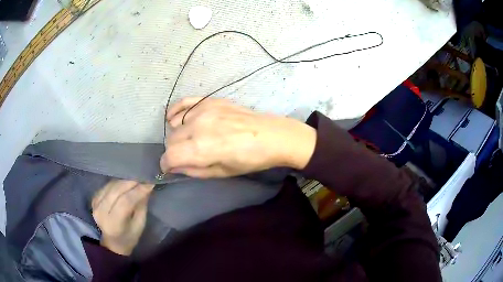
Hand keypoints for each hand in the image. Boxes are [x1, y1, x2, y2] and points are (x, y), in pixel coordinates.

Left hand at [91, 180, 153, 255]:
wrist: (112, 242)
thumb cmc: (129, 237)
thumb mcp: (139, 225)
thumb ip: (141, 206)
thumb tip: (147, 186)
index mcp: (114, 224)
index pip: (125, 202)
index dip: (138, 191)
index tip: (150, 183)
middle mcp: (101, 212)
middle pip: (116, 190)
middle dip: (131, 182)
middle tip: (143, 177)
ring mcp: (95, 205)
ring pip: (111, 185)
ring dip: (124, 180)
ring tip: (135, 179)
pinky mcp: (94, 199)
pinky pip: (106, 186)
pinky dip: (117, 183)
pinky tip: (124, 183)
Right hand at [160, 97, 316, 177]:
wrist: (271, 135)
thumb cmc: (249, 159)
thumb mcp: (222, 173)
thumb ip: (194, 170)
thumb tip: (175, 167)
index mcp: (201, 148)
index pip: (170, 155)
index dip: (166, 164)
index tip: (169, 168)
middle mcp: (198, 126)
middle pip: (171, 139)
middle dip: (174, 151)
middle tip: (184, 156)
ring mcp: (204, 110)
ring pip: (175, 123)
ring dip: (177, 134)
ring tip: (188, 140)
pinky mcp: (210, 100)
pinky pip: (184, 103)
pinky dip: (176, 111)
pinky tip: (175, 118)